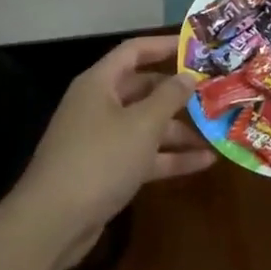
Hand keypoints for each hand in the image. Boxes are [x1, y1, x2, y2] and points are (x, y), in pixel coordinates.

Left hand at [10, 36, 213, 259]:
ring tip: (217, 131)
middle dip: (178, 93)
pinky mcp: (107, 171)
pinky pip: (143, 155)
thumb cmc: (100, 160)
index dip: (164, 45)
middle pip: (144, 89)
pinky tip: (204, 162)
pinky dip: (170, 157)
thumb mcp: (142, 125)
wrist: (52, 224)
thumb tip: (189, 75)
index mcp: (100, 83)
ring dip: (180, 130)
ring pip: (146, 125)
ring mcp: (102, 140)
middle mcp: (99, 105)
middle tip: (215, 93)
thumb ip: (170, 97)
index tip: (197, 47)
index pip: (134, 51)